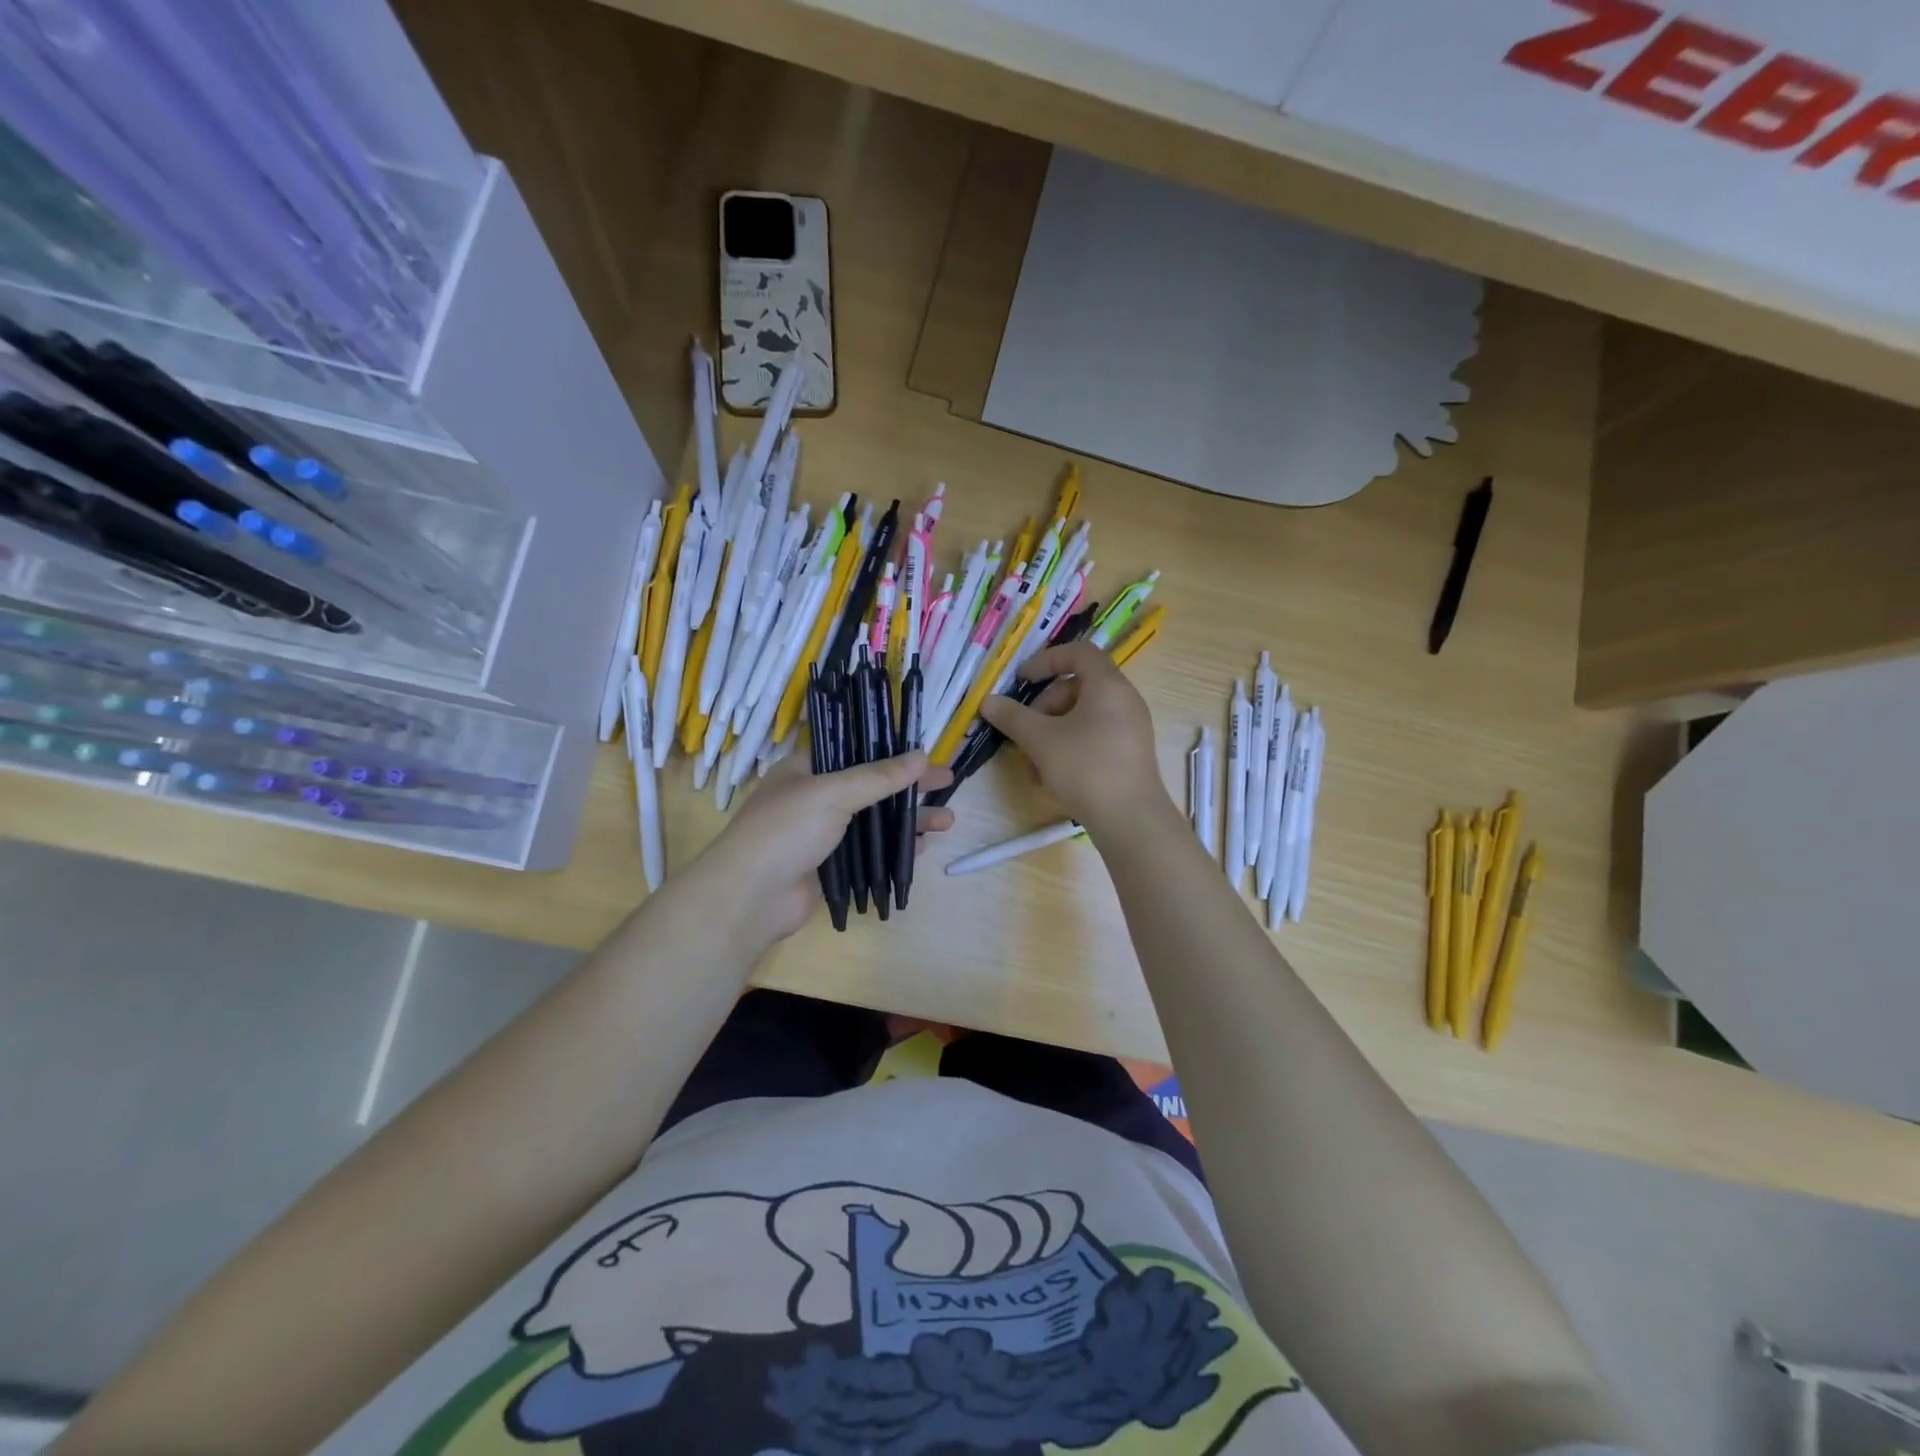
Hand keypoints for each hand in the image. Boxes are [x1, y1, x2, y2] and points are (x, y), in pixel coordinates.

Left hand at [697, 750, 954, 946]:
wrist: (751, 897)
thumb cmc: (786, 830)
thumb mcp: (833, 793)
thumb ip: (878, 777)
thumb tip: (922, 757)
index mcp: (807, 769)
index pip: (854, 750)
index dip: (890, 749)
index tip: (924, 752)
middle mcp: (816, 797)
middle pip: (872, 786)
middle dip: (910, 787)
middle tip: (948, 783)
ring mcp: (824, 834)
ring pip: (875, 820)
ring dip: (909, 819)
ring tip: (947, 821)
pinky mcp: (832, 865)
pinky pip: (871, 851)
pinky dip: (896, 847)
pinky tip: (922, 847)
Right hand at [978, 641, 1172, 838]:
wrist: (1130, 820)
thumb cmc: (1085, 768)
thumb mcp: (1041, 740)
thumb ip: (1013, 717)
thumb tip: (988, 702)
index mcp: (1108, 685)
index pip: (1078, 652)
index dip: (1046, 660)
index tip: (1022, 680)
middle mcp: (1124, 700)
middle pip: (1076, 688)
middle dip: (1043, 709)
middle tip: (1023, 734)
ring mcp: (1129, 729)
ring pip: (1081, 718)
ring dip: (1050, 736)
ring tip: (1032, 768)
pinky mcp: (1128, 755)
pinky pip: (1093, 738)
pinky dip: (1068, 749)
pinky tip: (1049, 780)